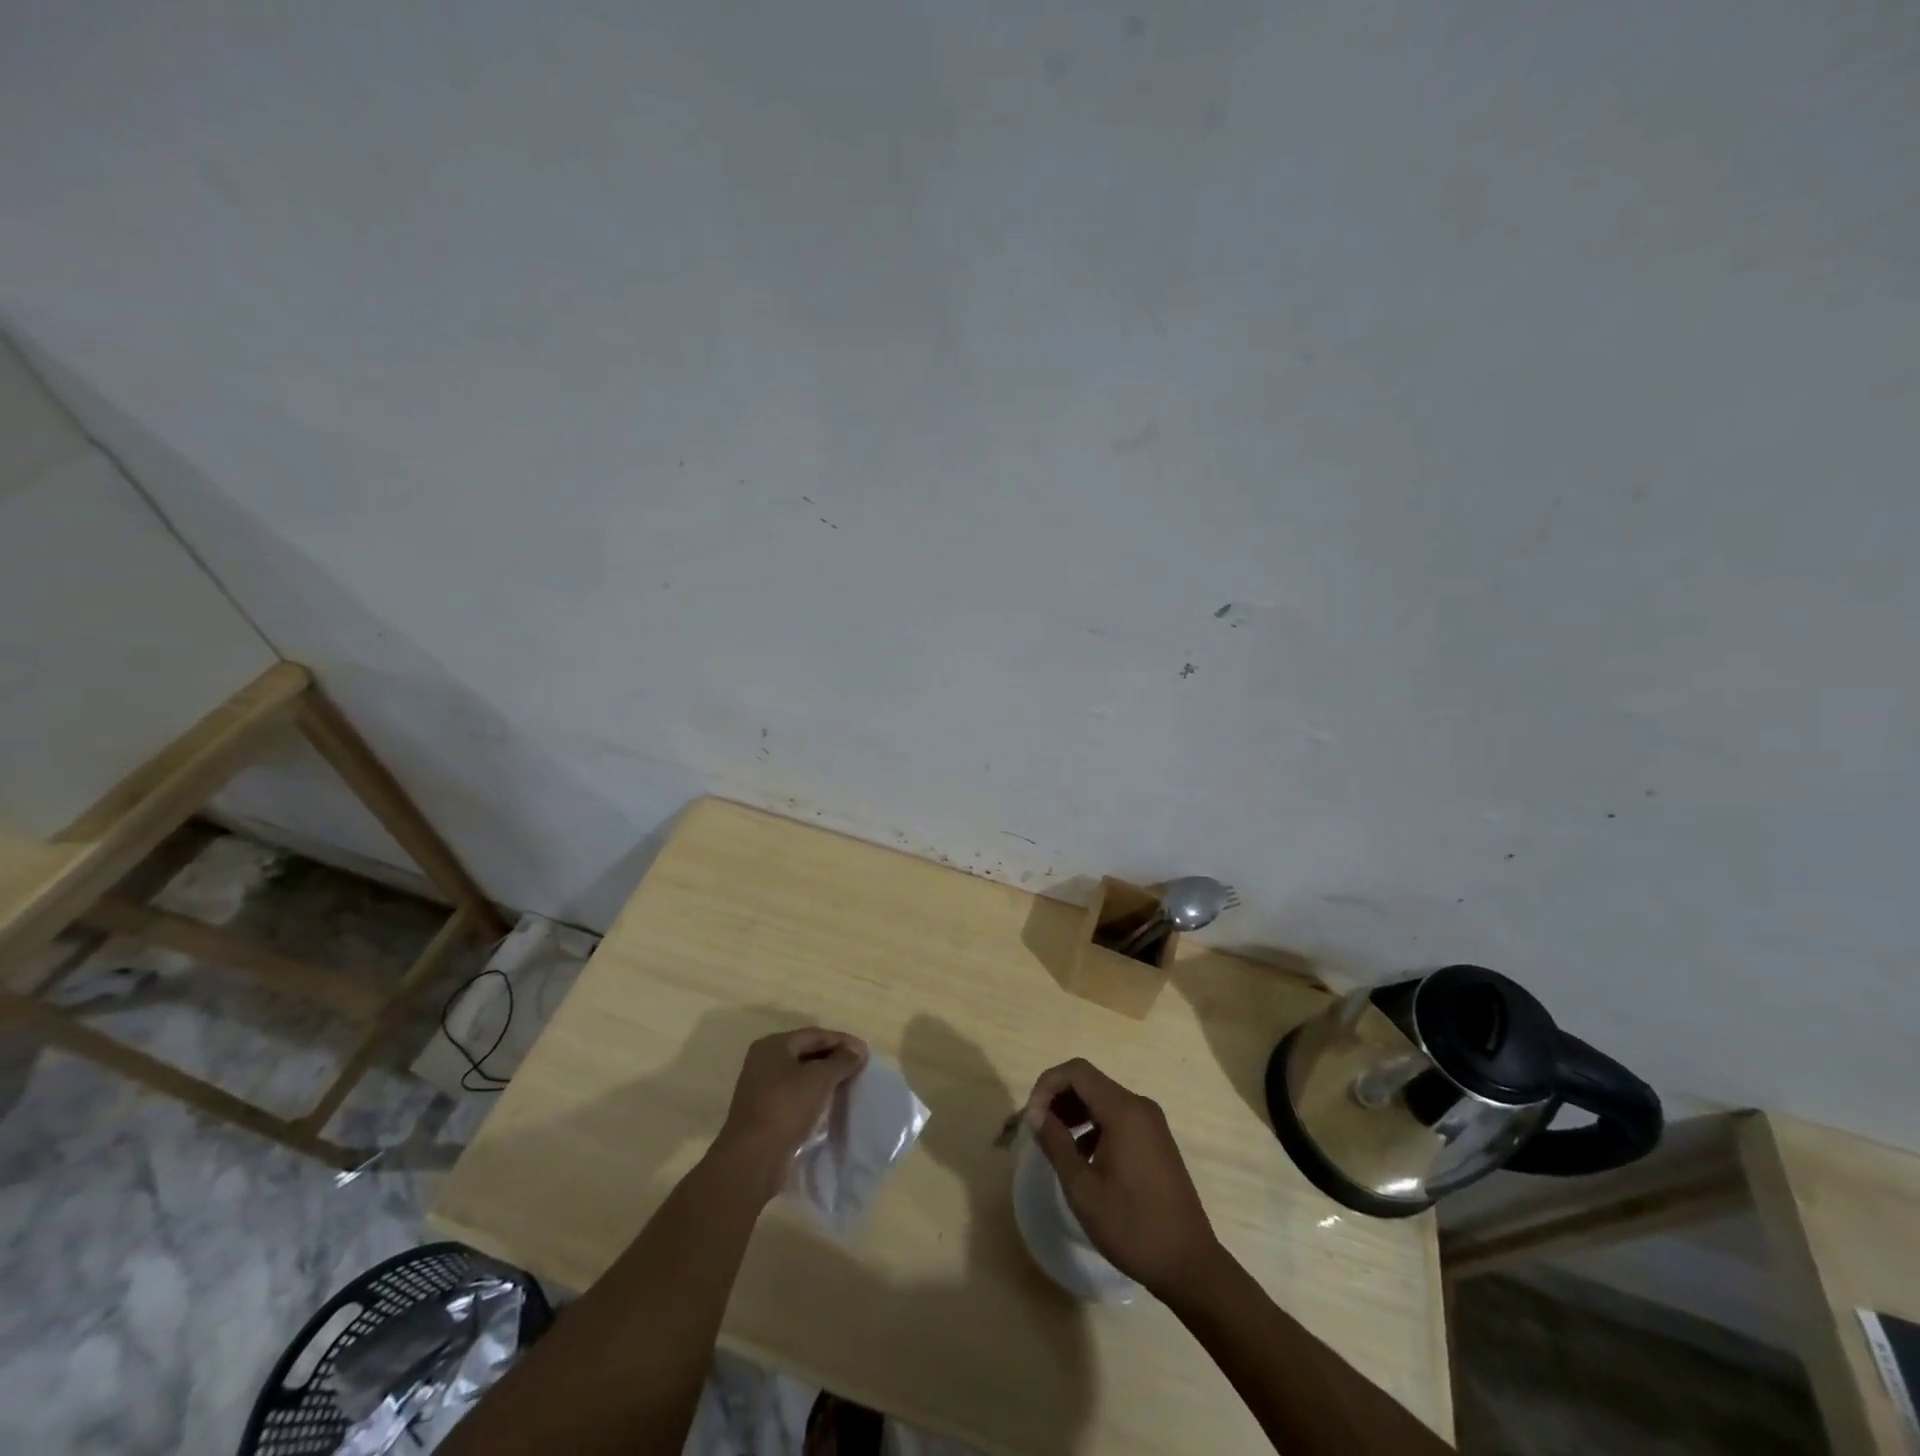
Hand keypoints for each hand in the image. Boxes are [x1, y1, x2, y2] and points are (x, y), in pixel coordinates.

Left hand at [713, 1027, 867, 1199]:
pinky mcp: (764, 1112)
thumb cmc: (786, 1107)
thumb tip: (858, 1051)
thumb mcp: (820, 1079)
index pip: (815, 1035)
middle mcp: (764, 1061)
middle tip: (859, 1068)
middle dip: (834, 1059)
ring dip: (825, 1078)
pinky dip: (813, 1095)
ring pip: (801, 1075)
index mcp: (773, 1045)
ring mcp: (761, 1088)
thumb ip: (842, 1060)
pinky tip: (829, 1104)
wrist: (753, 1159)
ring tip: (848, 1085)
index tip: (865, 1052)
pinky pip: (795, 1095)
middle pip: (806, 1052)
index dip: (842, 1041)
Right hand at [1024, 1058, 1222, 1298]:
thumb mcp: (1083, 1188)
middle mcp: (1139, 1106)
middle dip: (1058, 1098)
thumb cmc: (1132, 1226)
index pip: (1076, 1071)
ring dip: (1074, 1112)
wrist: (1190, 1264)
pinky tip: (1082, 1156)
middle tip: (1038, 1130)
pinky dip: (1093, 1125)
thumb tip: (1034, 1113)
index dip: (1047, 1085)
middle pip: (1089, 1082)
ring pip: (1102, 1099)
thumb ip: (1056, 1143)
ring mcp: (1151, 1122)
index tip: (1031, 1119)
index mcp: (1123, 1111)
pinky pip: (1117, 1117)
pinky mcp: (1155, 1139)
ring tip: (1054, 1143)